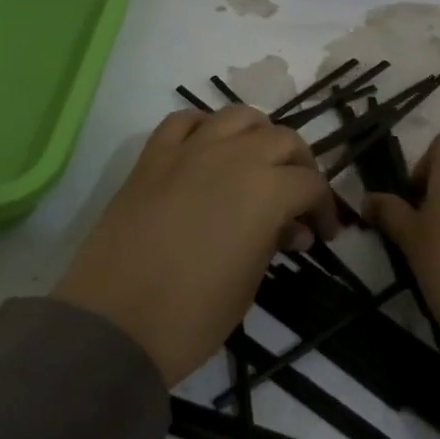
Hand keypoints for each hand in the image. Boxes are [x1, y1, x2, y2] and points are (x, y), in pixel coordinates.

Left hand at [53, 107, 340, 385]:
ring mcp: (188, 150)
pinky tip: (208, 151)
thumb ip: (274, 241)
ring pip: (237, 116)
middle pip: (282, 139)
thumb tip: (290, 228)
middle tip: (297, 199)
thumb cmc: (193, 313)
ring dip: (258, 136)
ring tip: (257, 165)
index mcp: (266, 189)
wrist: (115, 322)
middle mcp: (233, 155)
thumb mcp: (250, 281)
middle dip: (299, 166)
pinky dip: (204, 128)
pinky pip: (184, 121)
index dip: (324, 207)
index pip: (311, 183)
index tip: (323, 233)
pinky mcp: (152, 156)